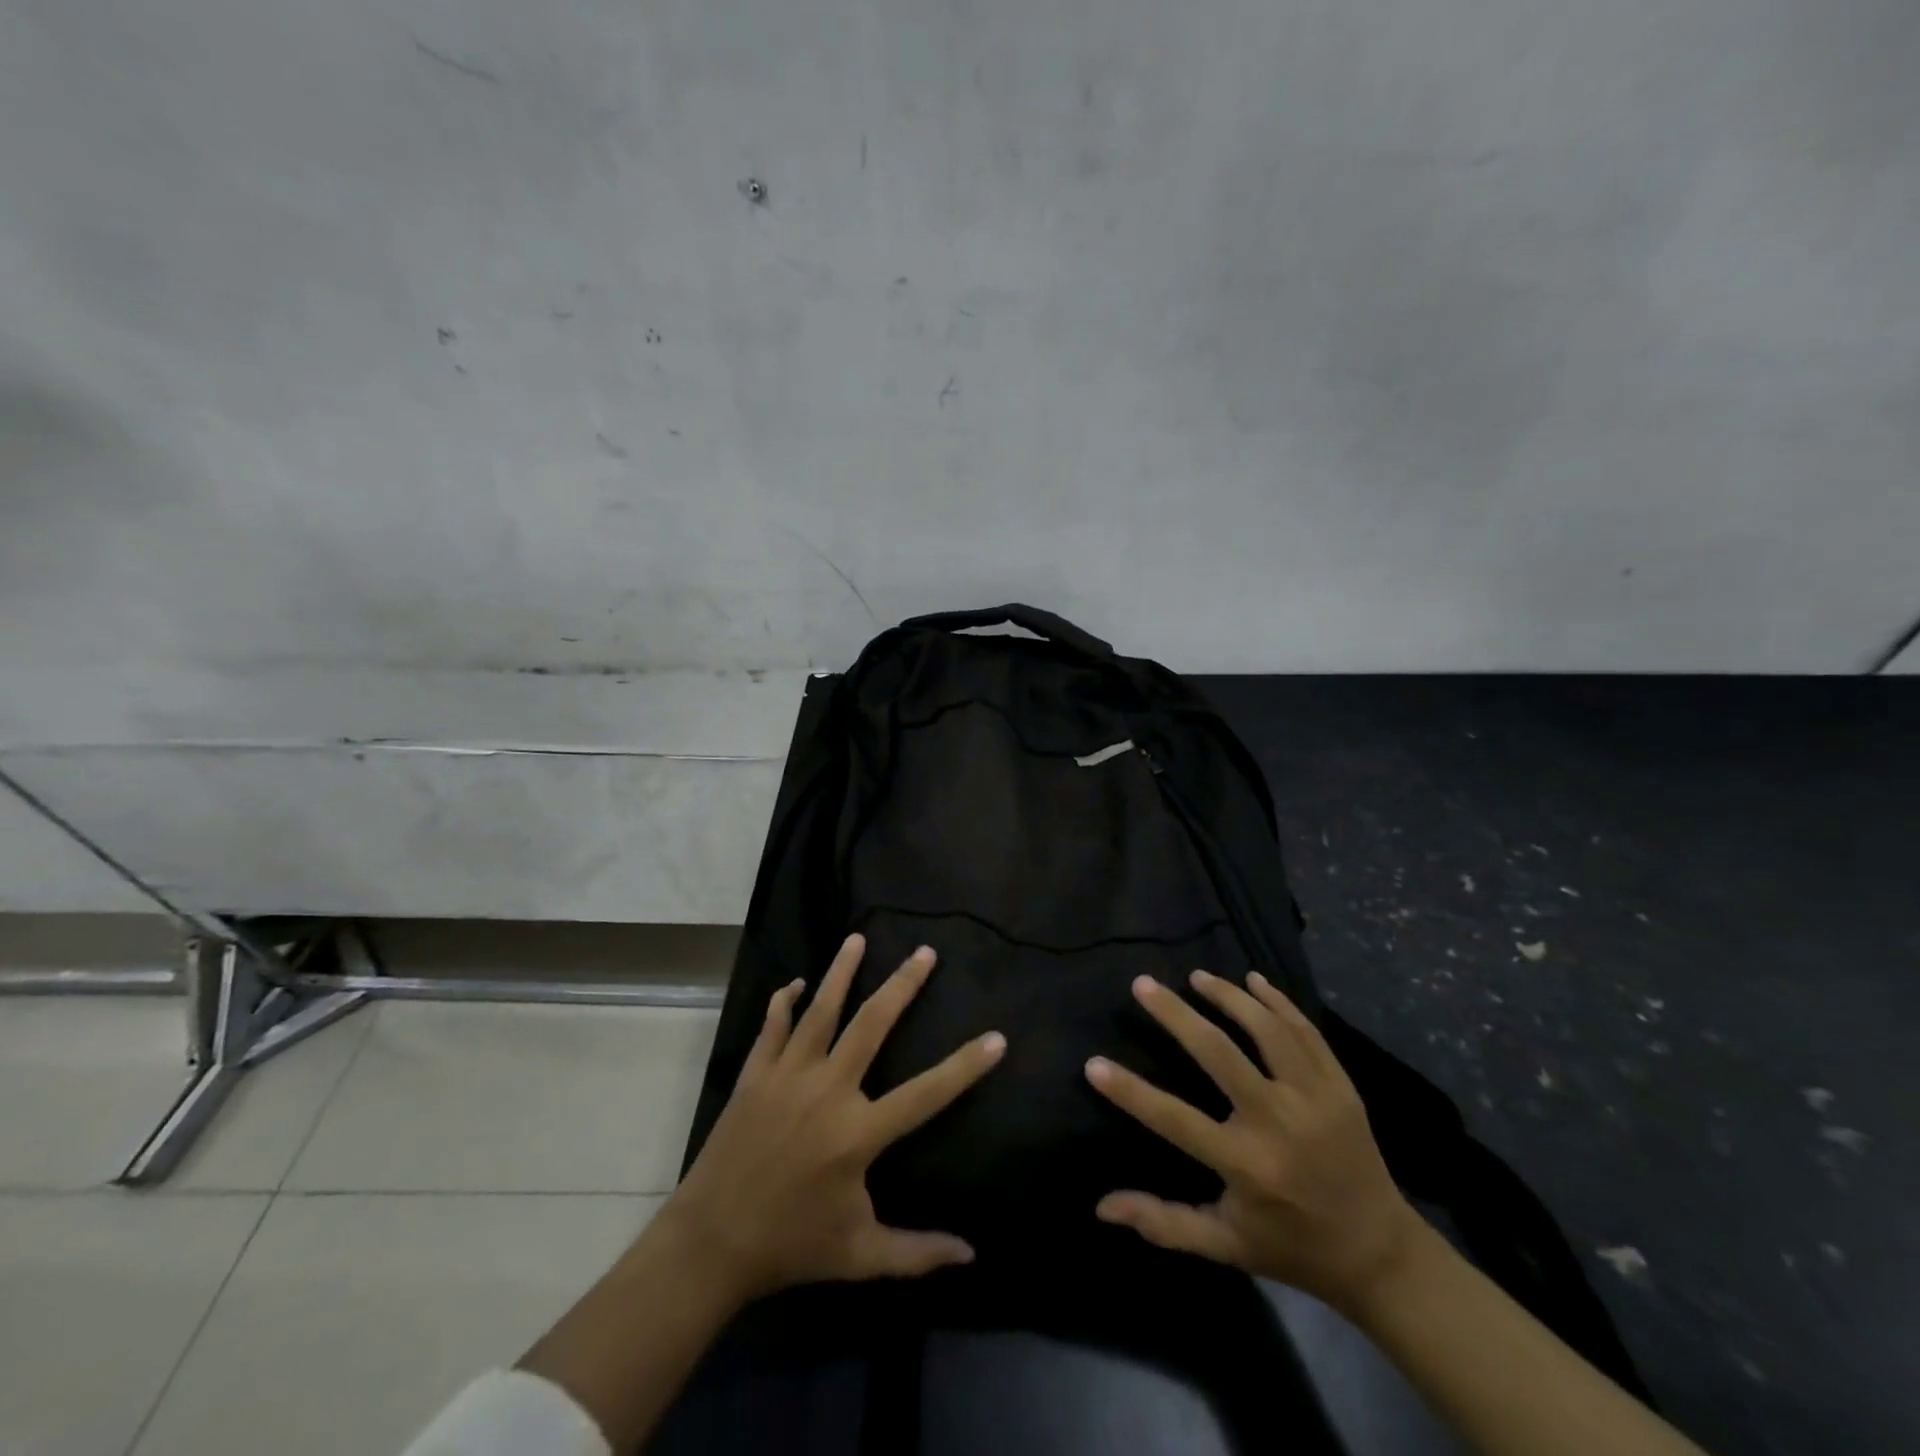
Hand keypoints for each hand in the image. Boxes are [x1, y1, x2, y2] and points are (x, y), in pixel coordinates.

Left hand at [660, 933, 1006, 1303]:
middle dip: (902, 985)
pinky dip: (782, 1003)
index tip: (996, 1038)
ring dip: (840, 973)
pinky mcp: (754, 1076)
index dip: (964, 1067)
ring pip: (819, 1011)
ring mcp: (787, 1077)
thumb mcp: (859, 1256)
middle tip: (924, 952)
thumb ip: (916, 1252)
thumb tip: (970, 1255)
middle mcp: (826, 1092)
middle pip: (871, 1025)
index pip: (926, 1094)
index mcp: (857, 1134)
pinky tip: (793, 983)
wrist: (709, 1245)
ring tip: (857, 938)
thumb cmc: (790, 1246)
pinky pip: (771, 1028)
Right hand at [1085, 969, 1420, 1313]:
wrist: (1382, 1254)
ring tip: (1196, 977)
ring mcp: (1315, 1098)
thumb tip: (1103, 1207)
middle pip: (1219, 1053)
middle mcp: (1279, 1123)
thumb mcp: (1226, 1244)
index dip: (1130, 1092)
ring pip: (1266, 1030)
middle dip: (1176, 1014)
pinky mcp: (1341, 1086)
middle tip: (1143, 984)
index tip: (1093, 1064)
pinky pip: (1306, 1031)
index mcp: (1247, 1165)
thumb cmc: (1292, 1247)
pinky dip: (1278, 1001)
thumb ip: (1165, 1223)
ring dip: (1228, 996)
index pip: (1174, 1119)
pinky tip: (1253, 981)